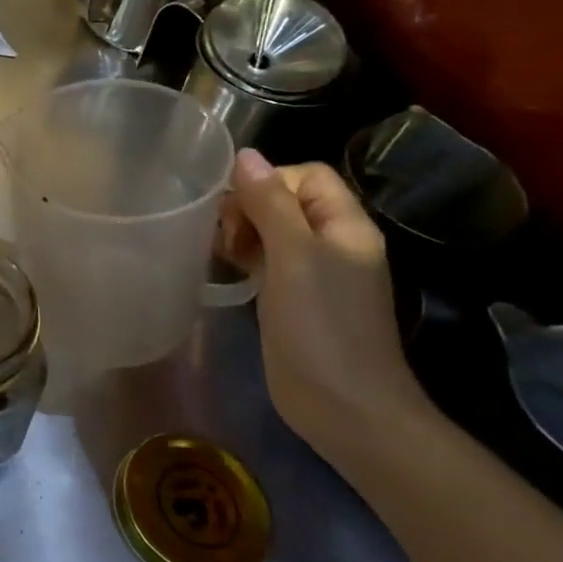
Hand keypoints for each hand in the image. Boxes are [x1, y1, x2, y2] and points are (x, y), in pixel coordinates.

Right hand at [225, 149, 435, 466]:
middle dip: (248, 206)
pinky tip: (220, 267)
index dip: (270, 179)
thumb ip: (269, 203)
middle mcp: (331, 243)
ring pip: (270, 229)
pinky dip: (241, 256)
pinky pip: (263, 259)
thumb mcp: (293, 256)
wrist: (343, 406)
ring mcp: (311, 272)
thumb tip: (245, 155)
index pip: (307, 175)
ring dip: (240, 231)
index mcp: (345, 226)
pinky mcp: (290, 297)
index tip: (238, 205)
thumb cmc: (321, 324)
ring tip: (218, 251)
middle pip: (285, 199)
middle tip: (223, 233)